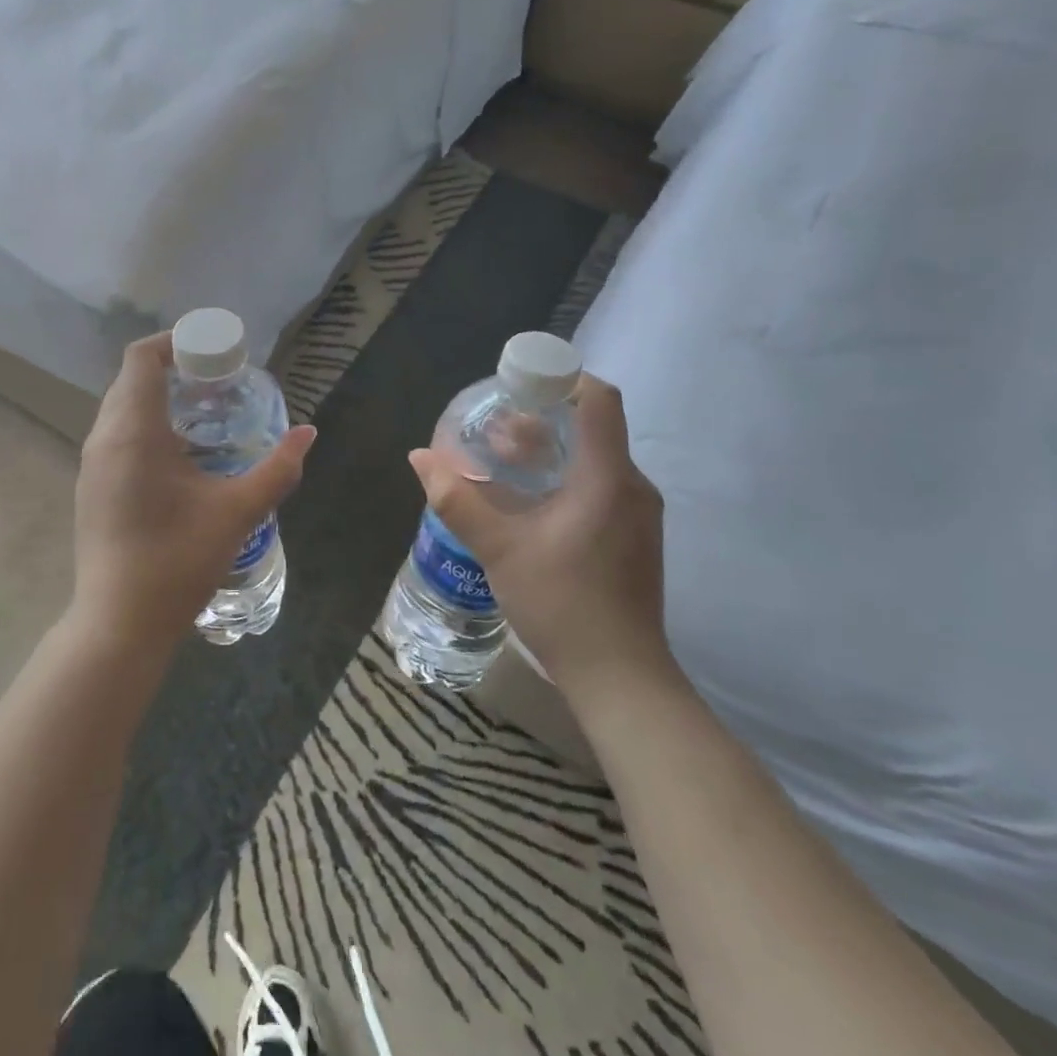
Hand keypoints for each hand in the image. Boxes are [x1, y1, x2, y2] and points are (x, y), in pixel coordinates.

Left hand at [72, 333, 315, 658]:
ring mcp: (92, 464)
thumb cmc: (177, 561)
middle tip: (218, 380)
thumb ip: (277, 469)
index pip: (142, 358)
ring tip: (204, 412)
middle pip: (131, 379)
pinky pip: (116, 434)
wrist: (119, 623)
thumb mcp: (236, 512)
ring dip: (158, 398)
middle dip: (173, 368)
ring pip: (121, 408)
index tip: (213, 350)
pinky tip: (179, 454)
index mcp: (133, 431)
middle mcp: (104, 438)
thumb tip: (308, 434)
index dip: (175, 342)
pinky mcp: (90, 486)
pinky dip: (145, 424)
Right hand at [409, 374, 670, 711]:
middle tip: (493, 430)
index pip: (599, 399)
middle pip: (591, 427)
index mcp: (607, 477)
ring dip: (548, 451)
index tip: (518, 383)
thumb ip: (457, 499)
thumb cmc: (562, 604)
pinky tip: (527, 502)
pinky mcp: (632, 535)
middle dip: (540, 419)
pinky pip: (598, 485)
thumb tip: (420, 457)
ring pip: (593, 458)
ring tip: (501, 462)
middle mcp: (631, 486)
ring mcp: (637, 513)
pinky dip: (562, 477)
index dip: (562, 378)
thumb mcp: (499, 549)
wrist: (620, 677)